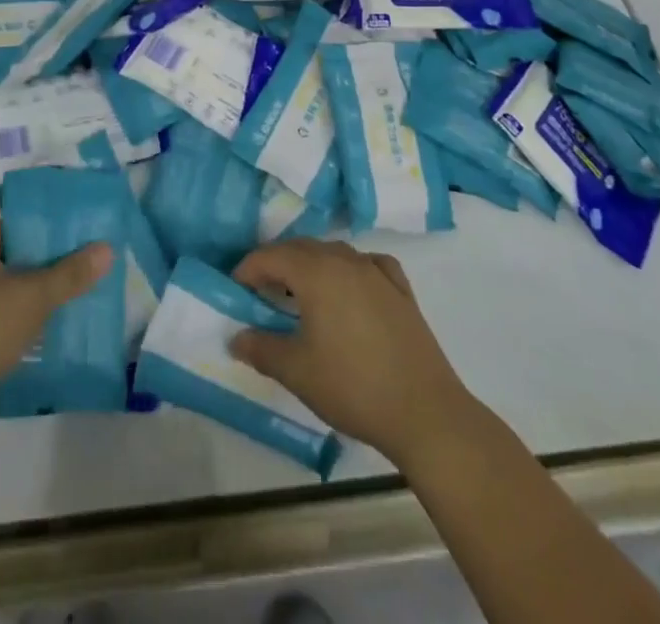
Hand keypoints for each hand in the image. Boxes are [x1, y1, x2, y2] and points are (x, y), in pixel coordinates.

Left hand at [0, 220, 111, 435]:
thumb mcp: (33, 296)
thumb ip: (71, 273)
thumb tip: (107, 248)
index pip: (16, 226)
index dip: (49, 231)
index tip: (82, 239)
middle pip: (13, 257)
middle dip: (48, 265)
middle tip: (85, 268)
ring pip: (8, 291)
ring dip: (37, 296)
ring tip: (76, 298)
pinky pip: (0, 318)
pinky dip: (23, 321)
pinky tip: (52, 330)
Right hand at [231, 238, 472, 467]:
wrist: (425, 412)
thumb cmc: (353, 386)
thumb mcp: (297, 371)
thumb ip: (261, 349)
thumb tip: (236, 337)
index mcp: (317, 272)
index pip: (271, 256)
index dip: (248, 269)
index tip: (234, 289)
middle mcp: (346, 260)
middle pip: (302, 249)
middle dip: (276, 264)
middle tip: (261, 292)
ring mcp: (377, 272)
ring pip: (334, 254)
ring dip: (311, 266)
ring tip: (300, 295)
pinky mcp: (401, 290)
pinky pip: (368, 265)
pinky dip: (350, 270)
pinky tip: (351, 289)